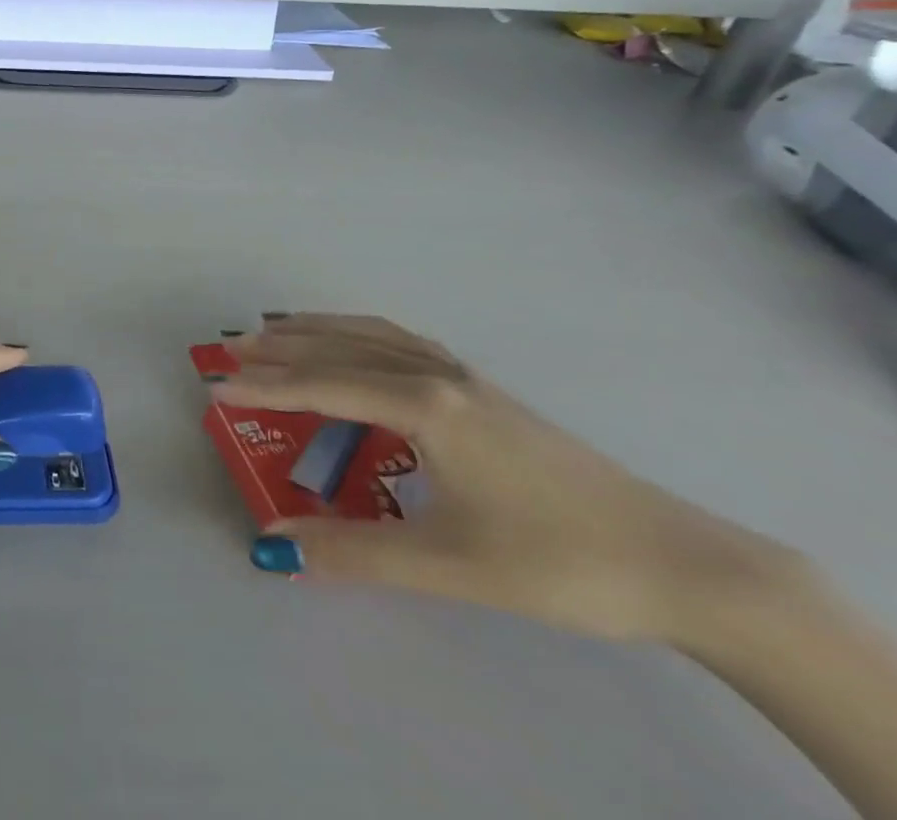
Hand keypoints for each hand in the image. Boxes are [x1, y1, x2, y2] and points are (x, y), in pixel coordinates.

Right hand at [216, 315, 784, 642]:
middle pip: (339, 348)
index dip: (266, 388)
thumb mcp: (449, 564)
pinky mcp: (481, 387)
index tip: (217, 387)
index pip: (323, 386)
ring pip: (371, 335)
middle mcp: (436, 374)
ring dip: (316, 331)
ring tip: (272, 332)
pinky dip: (357, 333)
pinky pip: (399, 341)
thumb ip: (355, 551)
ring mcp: (462, 375)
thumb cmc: (558, 561)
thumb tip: (277, 546)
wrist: (679, 561)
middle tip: (227, 351)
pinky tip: (353, 345)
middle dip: (279, 349)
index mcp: (425, 406)